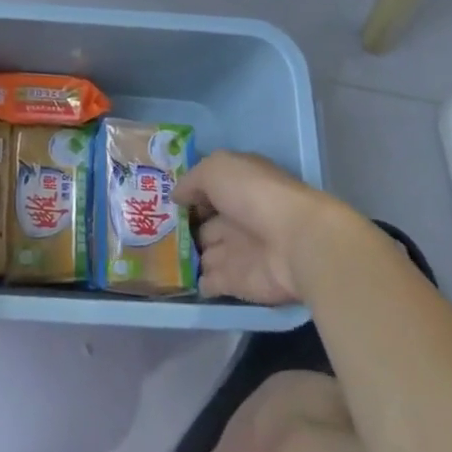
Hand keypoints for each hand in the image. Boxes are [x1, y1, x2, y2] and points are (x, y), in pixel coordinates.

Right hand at [177, 151, 357, 305]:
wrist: (295, 243)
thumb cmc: (254, 195)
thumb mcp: (217, 169)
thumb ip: (192, 180)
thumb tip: (177, 196)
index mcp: (238, 185)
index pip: (209, 188)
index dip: (189, 193)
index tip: (163, 199)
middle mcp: (238, 216)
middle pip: (206, 223)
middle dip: (185, 227)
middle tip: (156, 231)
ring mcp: (239, 250)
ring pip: (207, 252)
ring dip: (190, 256)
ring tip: (161, 258)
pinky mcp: (239, 282)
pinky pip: (212, 282)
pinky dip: (199, 282)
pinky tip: (177, 280)